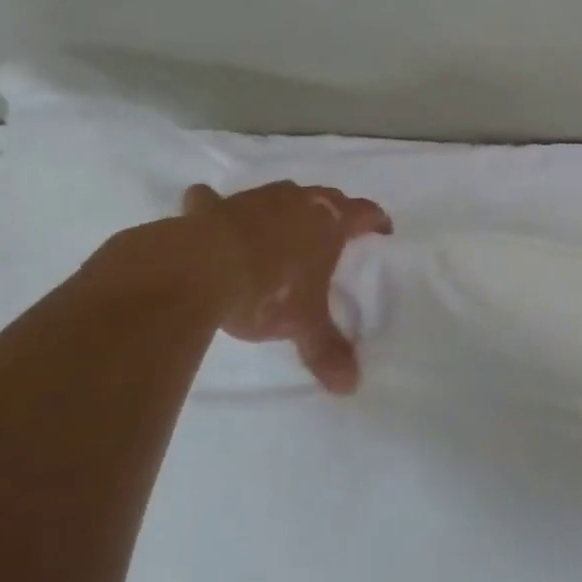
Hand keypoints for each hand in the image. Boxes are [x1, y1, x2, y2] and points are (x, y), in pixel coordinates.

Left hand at [180, 181, 392, 392]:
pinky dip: (212, 205)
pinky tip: (205, 209)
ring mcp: (253, 200)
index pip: (364, 213)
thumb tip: (350, 387)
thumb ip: (326, 350)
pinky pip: (213, 201)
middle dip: (332, 211)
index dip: (376, 221)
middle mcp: (296, 202)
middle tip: (334, 233)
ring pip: (278, 194)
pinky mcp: (211, 209)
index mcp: (329, 222)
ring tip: (281, 226)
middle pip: (326, 197)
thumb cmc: (269, 290)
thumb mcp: (303, 324)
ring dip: (283, 207)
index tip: (382, 231)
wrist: (198, 270)